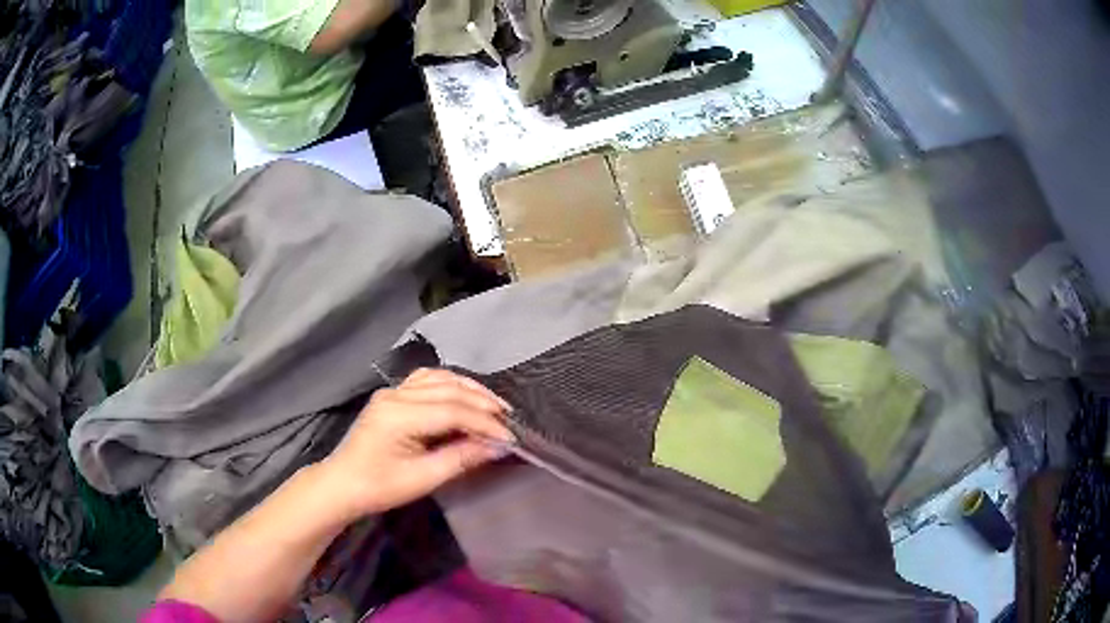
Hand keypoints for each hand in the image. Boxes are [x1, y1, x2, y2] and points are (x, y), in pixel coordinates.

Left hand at [315, 368, 513, 519]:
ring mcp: (391, 391)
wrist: (343, 484)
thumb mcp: (423, 479)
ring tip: (494, 405)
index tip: (510, 437)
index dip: (484, 423)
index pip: (452, 411)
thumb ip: (461, 458)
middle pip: (448, 390)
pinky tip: (464, 394)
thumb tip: (497, 445)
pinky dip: (450, 385)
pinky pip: (426, 380)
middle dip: (482, 403)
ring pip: (438, 379)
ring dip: (469, 389)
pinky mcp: (391, 395)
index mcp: (399, 416)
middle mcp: (395, 395)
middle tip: (509, 419)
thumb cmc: (380, 487)